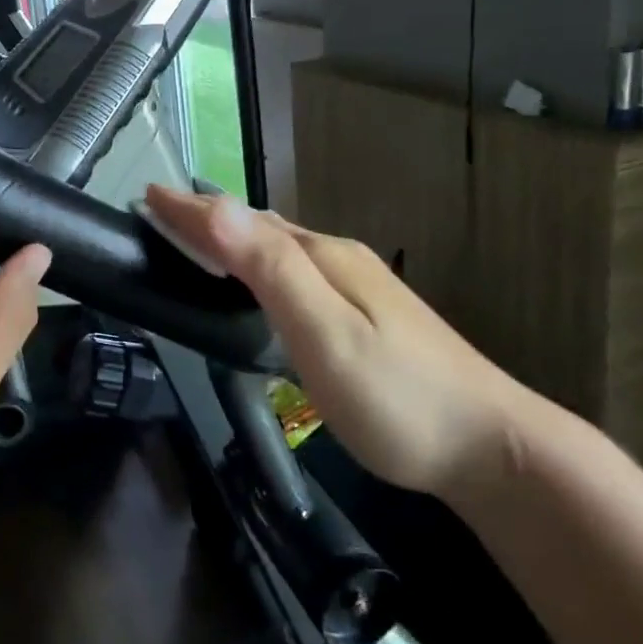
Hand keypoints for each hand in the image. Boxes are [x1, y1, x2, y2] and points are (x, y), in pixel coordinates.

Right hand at [143, 187, 530, 498]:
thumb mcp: (325, 334)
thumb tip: (218, 206)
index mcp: (323, 259)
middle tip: (162, 215)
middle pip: (261, 228)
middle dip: (208, 217)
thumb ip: (271, 270)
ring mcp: (359, 286)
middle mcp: (339, 259)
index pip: (242, 222)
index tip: (148, 196)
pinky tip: (260, 281)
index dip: (192, 210)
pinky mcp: (368, 313)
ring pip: (281, 248)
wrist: (494, 448)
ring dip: (234, 237)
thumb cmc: (398, 398)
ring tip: (198, 237)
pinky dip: (260, 263)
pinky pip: (296, 270)